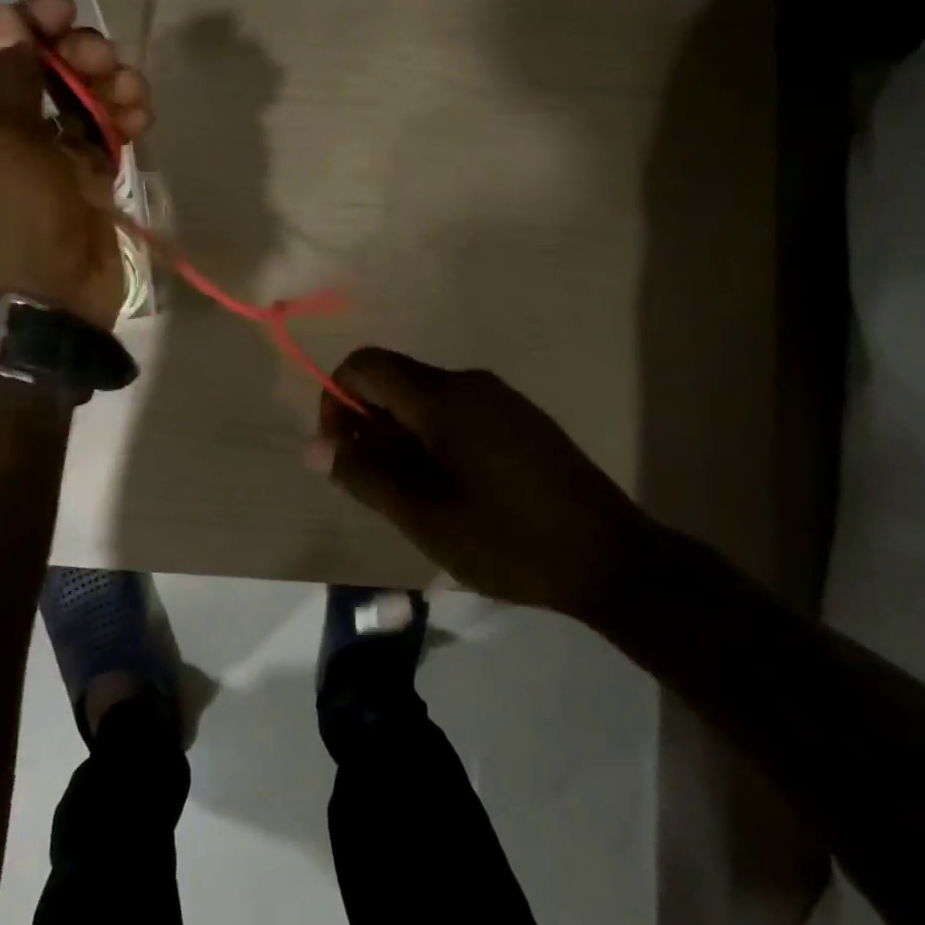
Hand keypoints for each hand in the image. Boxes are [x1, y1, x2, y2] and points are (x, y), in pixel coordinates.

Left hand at [0, 0, 151, 331]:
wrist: (44, 305)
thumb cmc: (9, 218)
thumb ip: (6, 77)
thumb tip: (3, 19)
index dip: (26, 22)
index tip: (64, 7)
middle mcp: (0, 132)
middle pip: (40, 69)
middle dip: (76, 54)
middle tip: (104, 58)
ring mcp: (46, 158)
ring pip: (79, 100)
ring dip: (108, 85)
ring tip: (132, 93)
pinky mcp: (84, 181)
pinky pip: (104, 135)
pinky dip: (122, 121)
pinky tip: (140, 117)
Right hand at [306, 348, 652, 617]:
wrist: (611, 559)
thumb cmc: (507, 539)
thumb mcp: (423, 515)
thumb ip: (364, 473)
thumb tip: (313, 444)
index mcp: (442, 398)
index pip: (365, 365)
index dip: (337, 399)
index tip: (344, 453)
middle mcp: (469, 383)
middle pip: (395, 381)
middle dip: (370, 426)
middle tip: (381, 488)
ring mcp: (499, 399)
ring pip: (425, 400)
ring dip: (402, 438)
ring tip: (417, 498)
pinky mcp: (520, 420)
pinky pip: (458, 413)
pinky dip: (435, 440)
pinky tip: (454, 491)